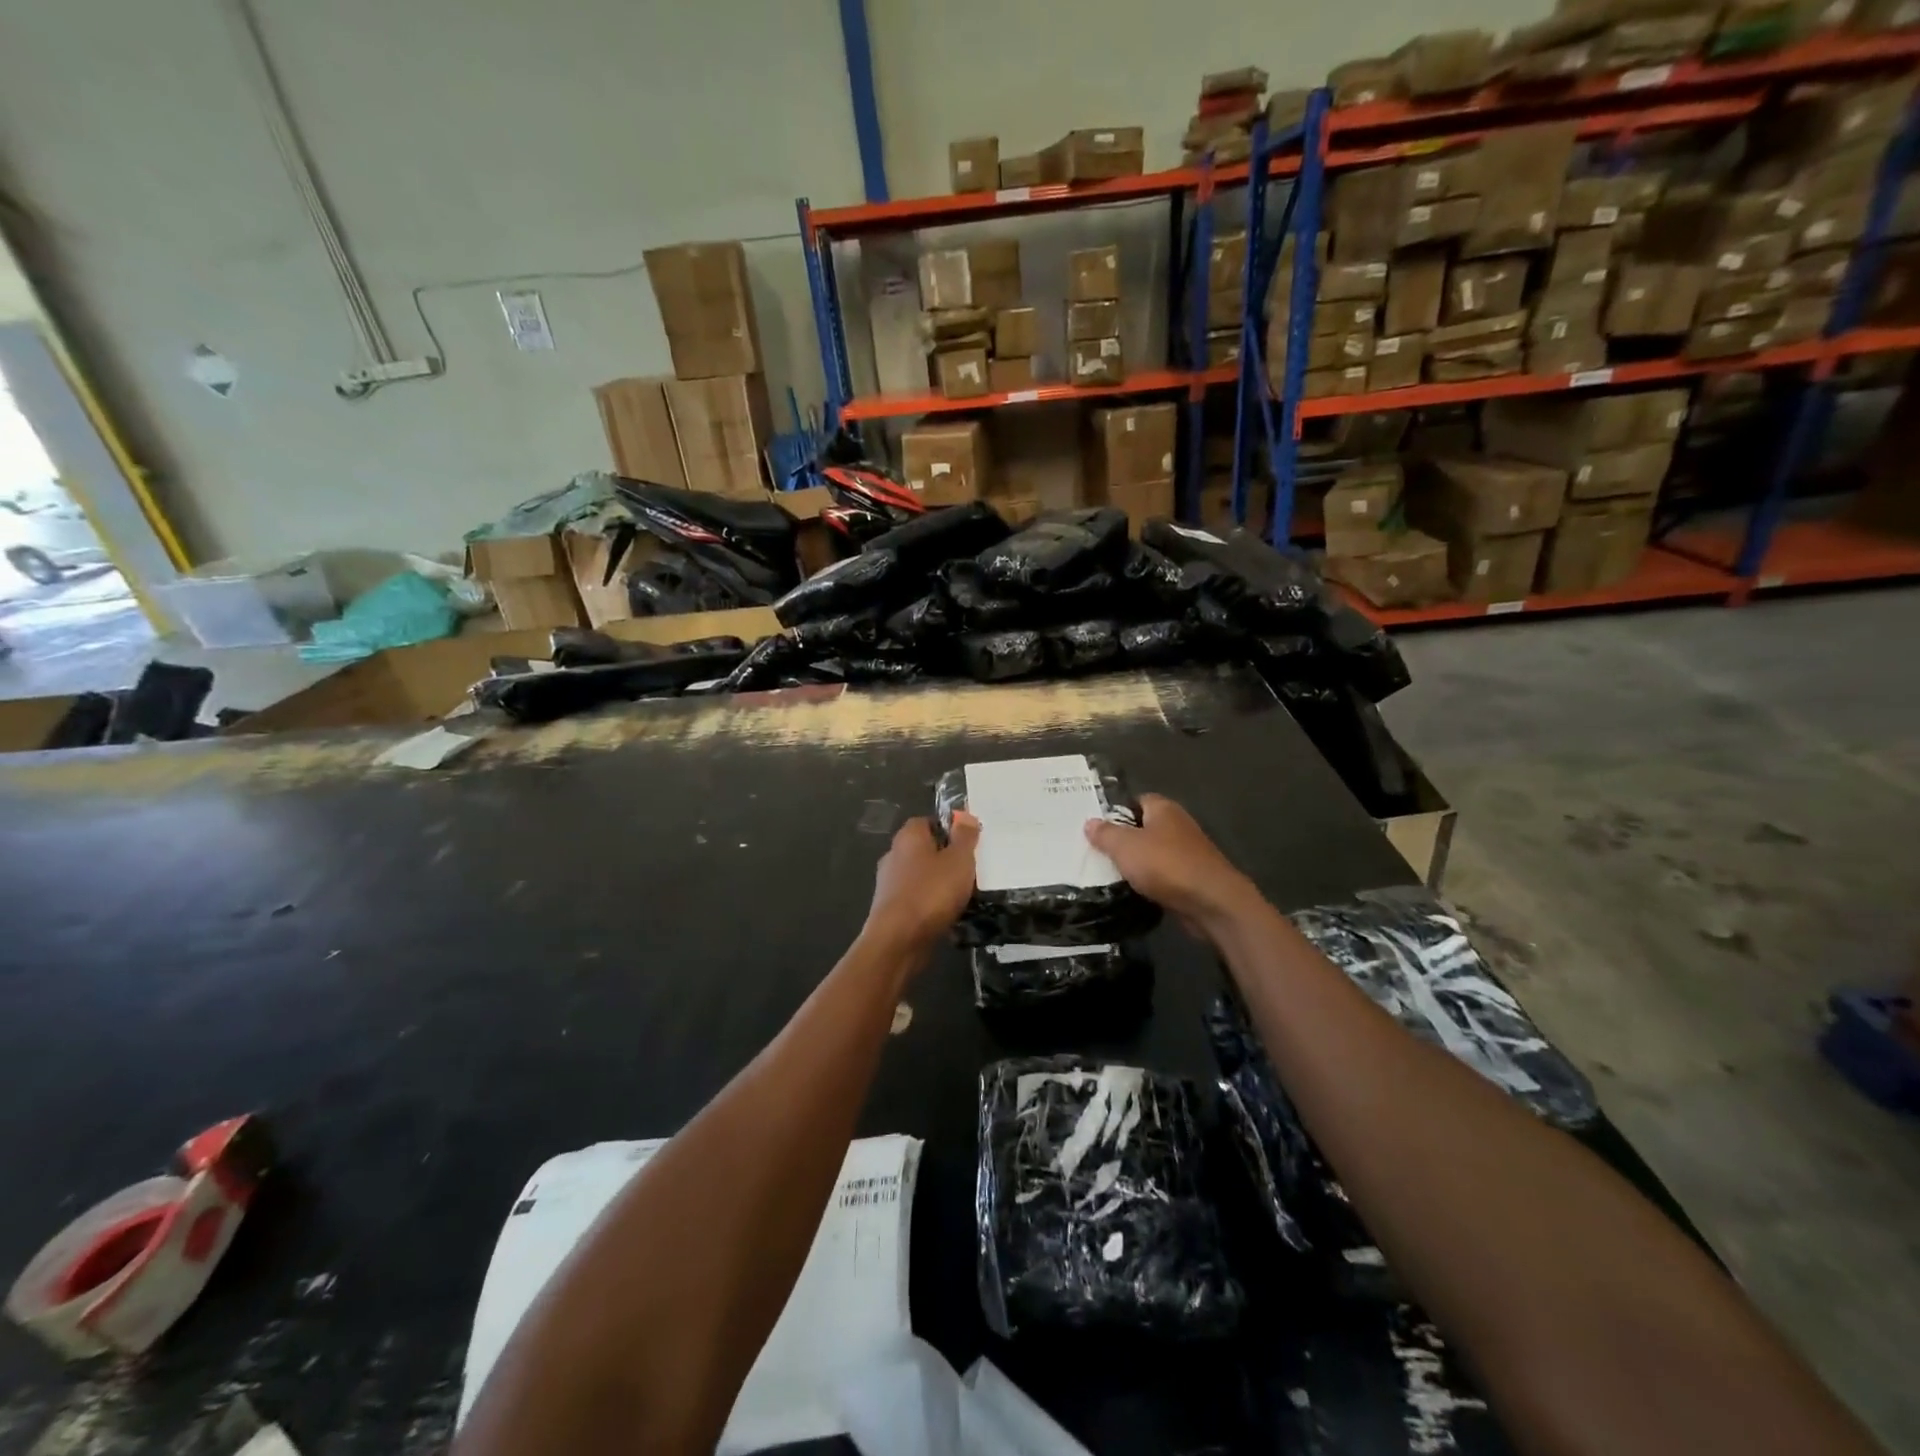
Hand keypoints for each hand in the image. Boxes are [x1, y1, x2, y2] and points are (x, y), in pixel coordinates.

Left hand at [864, 813, 979, 952]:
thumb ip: (965, 837)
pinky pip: (917, 898)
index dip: (949, 829)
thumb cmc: (931, 892)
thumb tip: (965, 815)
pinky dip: (931, 904)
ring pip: (921, 876)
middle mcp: (894, 855)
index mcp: (908, 837)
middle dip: (946, 858)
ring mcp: (889, 883)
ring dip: (939, 883)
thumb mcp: (959, 860)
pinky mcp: (890, 909)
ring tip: (965, 894)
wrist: (898, 940)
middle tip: (971, 869)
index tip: (969, 842)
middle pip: (924, 849)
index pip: (928, 821)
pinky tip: (948, 914)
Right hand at [1085, 794, 1260, 932]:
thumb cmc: (1166, 865)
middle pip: (1142, 828)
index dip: (1115, 811)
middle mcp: (1177, 825)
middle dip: (1121, 840)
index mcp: (1163, 809)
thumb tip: (1090, 823)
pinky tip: (1129, 891)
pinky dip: (1147, 882)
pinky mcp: (1190, 878)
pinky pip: (1161, 876)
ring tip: (1105, 874)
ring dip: (1134, 864)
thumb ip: (1105, 834)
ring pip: (1151, 854)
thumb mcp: (1126, 846)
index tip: (1093, 826)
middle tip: (1094, 851)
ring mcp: (1186, 853)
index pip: (1135, 801)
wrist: (1211, 903)